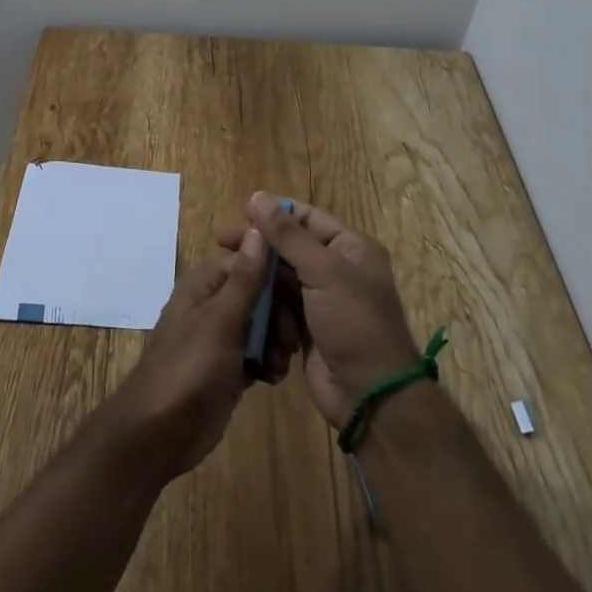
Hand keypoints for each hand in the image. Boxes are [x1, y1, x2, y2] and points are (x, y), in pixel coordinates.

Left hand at [102, 227, 290, 479]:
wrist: (160, 432)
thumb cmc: (189, 368)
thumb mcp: (221, 321)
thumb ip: (245, 278)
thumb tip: (261, 228)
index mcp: (206, 282)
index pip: (251, 260)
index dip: (277, 273)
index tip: (303, 292)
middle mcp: (213, 303)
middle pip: (260, 292)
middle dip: (280, 313)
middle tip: (289, 340)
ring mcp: (221, 336)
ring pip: (262, 323)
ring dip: (277, 340)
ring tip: (280, 364)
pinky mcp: (229, 366)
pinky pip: (258, 352)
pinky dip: (269, 361)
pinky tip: (273, 378)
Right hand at [218, 193, 421, 428]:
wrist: (369, 396)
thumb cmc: (353, 323)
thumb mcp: (323, 271)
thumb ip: (288, 234)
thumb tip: (257, 196)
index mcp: (350, 247)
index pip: (305, 217)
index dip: (272, 213)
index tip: (238, 214)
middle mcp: (337, 267)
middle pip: (288, 246)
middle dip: (259, 247)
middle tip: (221, 243)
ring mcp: (320, 298)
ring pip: (280, 276)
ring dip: (258, 278)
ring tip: (229, 276)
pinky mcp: (306, 324)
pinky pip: (278, 304)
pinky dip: (264, 304)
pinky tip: (243, 303)